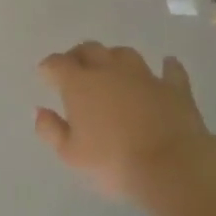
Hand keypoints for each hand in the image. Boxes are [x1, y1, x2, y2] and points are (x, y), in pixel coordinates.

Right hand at [34, 43, 210, 197]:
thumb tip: (40, 111)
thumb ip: (51, 130)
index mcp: (80, 84)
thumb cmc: (113, 162)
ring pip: (124, 54)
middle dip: (78, 56)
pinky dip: (166, 67)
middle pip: (90, 50)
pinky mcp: (174, 88)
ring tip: (111, 69)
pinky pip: (170, 70)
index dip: (48, 67)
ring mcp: (144, 76)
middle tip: (75, 68)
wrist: (171, 166)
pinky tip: (166, 66)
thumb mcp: (71, 155)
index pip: (57, 64)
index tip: (45, 75)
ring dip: (114, 58)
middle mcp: (110, 71)